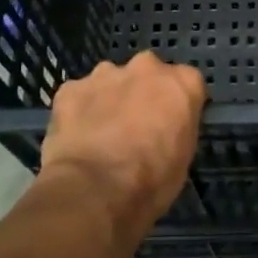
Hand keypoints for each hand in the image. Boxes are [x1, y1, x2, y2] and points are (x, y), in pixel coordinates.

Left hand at [40, 51, 206, 229]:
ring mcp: (105, 74)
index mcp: (182, 83)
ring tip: (103, 133)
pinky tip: (78, 137)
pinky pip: (79, 95)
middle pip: (148, 73)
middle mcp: (146, 68)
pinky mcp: (70, 88)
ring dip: (110, 99)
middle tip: (136, 125)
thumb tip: (165, 129)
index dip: (177, 104)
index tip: (171, 123)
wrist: (95, 189)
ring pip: (111, 81)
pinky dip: (79, 110)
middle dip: (143, 92)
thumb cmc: (153, 180)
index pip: (187, 83)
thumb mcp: (184, 156)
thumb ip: (177, 128)